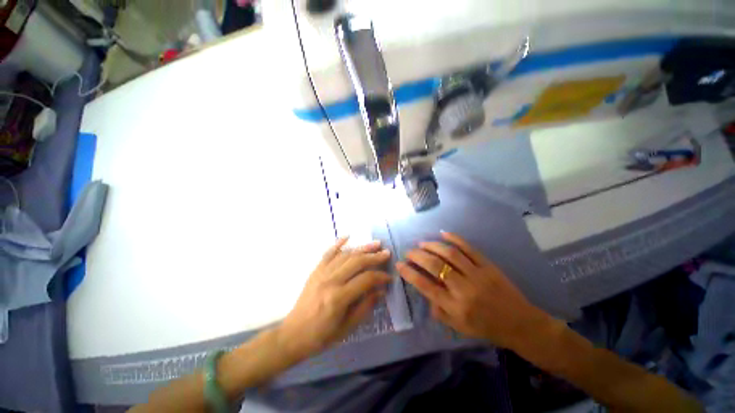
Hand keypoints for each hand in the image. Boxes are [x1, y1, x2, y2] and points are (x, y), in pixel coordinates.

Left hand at [278, 238, 391, 359]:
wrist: (293, 334)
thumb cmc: (322, 335)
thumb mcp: (347, 327)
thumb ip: (365, 306)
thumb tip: (381, 290)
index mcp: (339, 297)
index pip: (366, 279)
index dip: (380, 276)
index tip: (389, 277)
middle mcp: (331, 280)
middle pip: (357, 262)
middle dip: (374, 256)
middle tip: (386, 253)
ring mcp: (321, 273)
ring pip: (345, 255)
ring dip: (362, 248)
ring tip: (375, 244)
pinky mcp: (315, 270)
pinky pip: (328, 253)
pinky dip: (338, 243)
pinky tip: (347, 236)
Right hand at [396, 232, 551, 348]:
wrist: (519, 323)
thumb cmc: (486, 327)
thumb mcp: (458, 326)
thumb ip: (438, 310)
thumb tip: (424, 291)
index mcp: (455, 307)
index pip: (425, 286)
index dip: (409, 273)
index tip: (399, 264)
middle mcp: (463, 289)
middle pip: (435, 266)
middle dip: (417, 256)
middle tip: (409, 251)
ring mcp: (477, 274)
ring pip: (450, 254)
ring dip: (432, 245)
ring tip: (422, 243)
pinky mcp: (488, 265)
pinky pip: (469, 248)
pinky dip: (455, 238)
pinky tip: (443, 234)